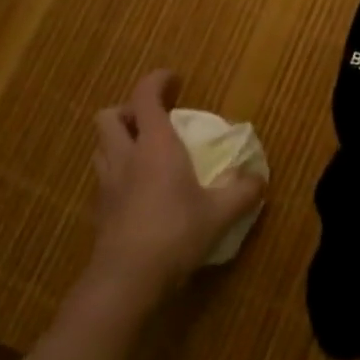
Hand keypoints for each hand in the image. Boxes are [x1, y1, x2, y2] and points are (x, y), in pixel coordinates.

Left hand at [85, 69, 265, 310]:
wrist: (127, 280)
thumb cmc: (175, 233)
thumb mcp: (219, 213)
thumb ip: (242, 192)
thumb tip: (259, 178)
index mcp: (154, 144)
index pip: (145, 95)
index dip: (156, 80)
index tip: (174, 80)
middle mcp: (125, 156)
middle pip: (108, 116)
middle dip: (127, 111)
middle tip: (151, 121)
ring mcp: (107, 184)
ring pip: (101, 147)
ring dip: (118, 141)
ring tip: (142, 153)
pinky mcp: (100, 211)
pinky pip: (104, 178)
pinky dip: (118, 174)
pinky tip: (138, 192)